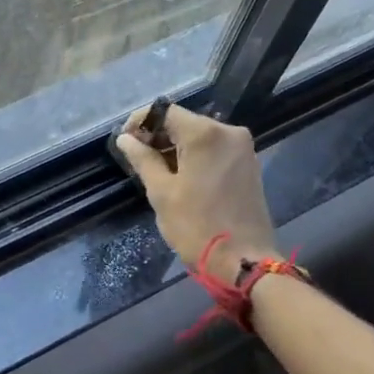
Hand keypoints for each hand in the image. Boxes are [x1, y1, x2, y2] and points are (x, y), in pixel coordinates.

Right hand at [117, 105, 277, 281]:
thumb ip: (143, 159)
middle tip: (136, 159)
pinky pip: (214, 149)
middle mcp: (228, 131)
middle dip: (158, 136)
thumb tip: (125, 139)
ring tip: (155, 171)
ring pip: (199, 136)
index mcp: (205, 133)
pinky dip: (194, 157)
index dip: (141, 122)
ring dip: (175, 148)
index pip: (165, 111)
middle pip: (184, 122)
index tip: (125, 141)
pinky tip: (180, 177)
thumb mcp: (161, 192)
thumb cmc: (196, 226)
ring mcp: (242, 148)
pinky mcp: (248, 164)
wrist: (244, 262)